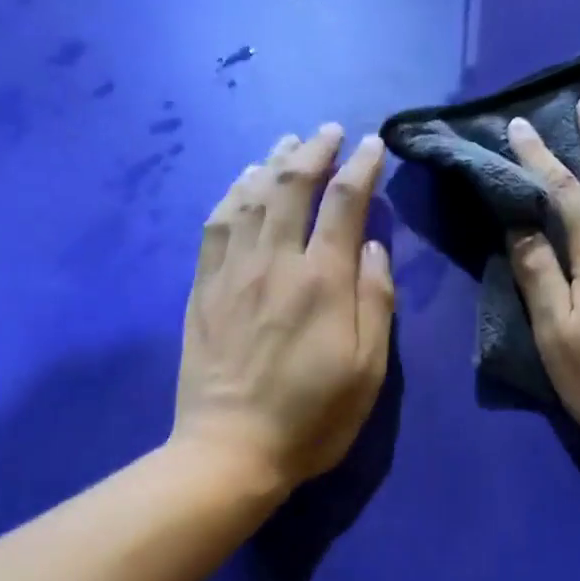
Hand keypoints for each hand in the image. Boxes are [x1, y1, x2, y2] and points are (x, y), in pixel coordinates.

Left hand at [174, 125, 393, 490]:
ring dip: (272, 163)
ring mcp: (232, 273)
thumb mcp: (368, 371)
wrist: (232, 450)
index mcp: (322, 282)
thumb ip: (375, 302)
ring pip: (250, 197)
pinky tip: (241, 184)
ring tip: (288, 144)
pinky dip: (231, 194)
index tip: (373, 145)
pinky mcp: (203, 289)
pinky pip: (215, 225)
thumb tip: (373, 246)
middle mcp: (275, 263)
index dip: (361, 167)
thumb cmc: (313, 418)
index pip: (344, 203)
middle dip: (314, 150)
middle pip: (292, 186)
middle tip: (330, 130)